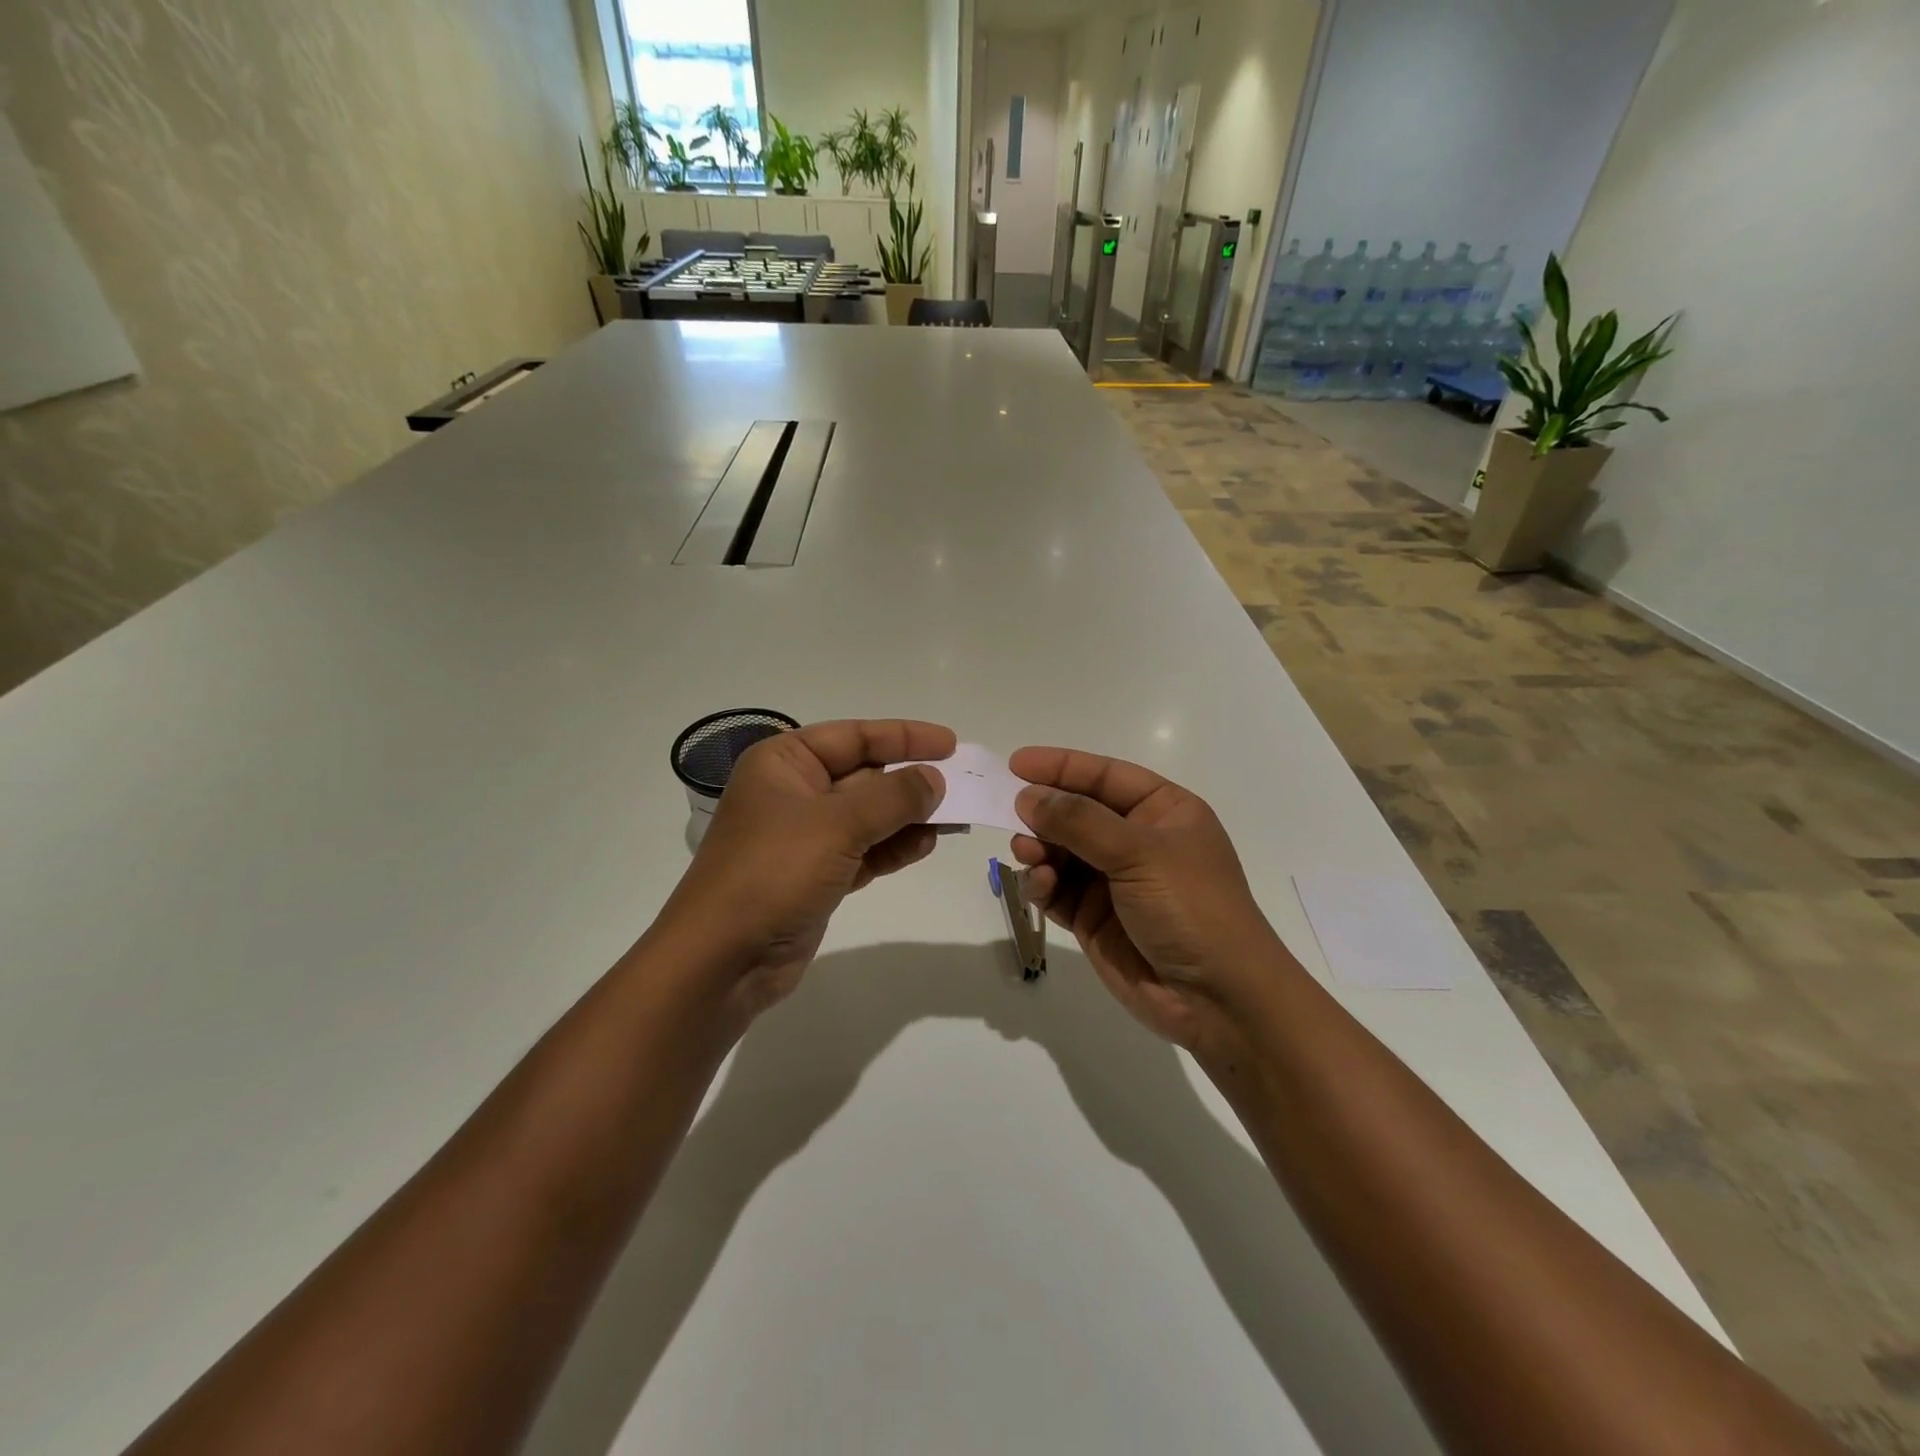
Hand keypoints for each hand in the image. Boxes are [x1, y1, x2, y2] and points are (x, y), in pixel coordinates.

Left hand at [661, 719, 952, 1025]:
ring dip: (908, 817)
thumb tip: (935, 779)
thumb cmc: (773, 872)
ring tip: (954, 818)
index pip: (854, 736)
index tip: (951, 744)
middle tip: (963, 784)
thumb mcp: (837, 824)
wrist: (722, 960)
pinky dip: (894, 848)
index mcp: (784, 762)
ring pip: (869, 816)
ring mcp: (804, 837)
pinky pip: (865, 851)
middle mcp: (793, 792)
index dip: (905, 736)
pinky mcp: (816, 875)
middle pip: (864, 775)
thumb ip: (893, 797)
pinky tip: (926, 845)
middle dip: (911, 780)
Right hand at [1009, 747, 1293, 1058]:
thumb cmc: (1191, 907)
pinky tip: (1040, 886)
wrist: (1217, 1000)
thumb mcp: (1140, 853)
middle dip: (1045, 812)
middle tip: (1011, 814)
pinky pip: (1057, 890)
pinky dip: (1043, 884)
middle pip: (1078, 813)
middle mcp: (1137, 841)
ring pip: (1061, 851)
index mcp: (1164, 811)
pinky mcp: (1095, 918)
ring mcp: (1114, 881)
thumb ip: (1079, 822)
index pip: (1105, 776)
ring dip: (1039, 849)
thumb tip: (1027, 796)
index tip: (1015, 763)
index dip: (1061, 767)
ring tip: (1027, 854)